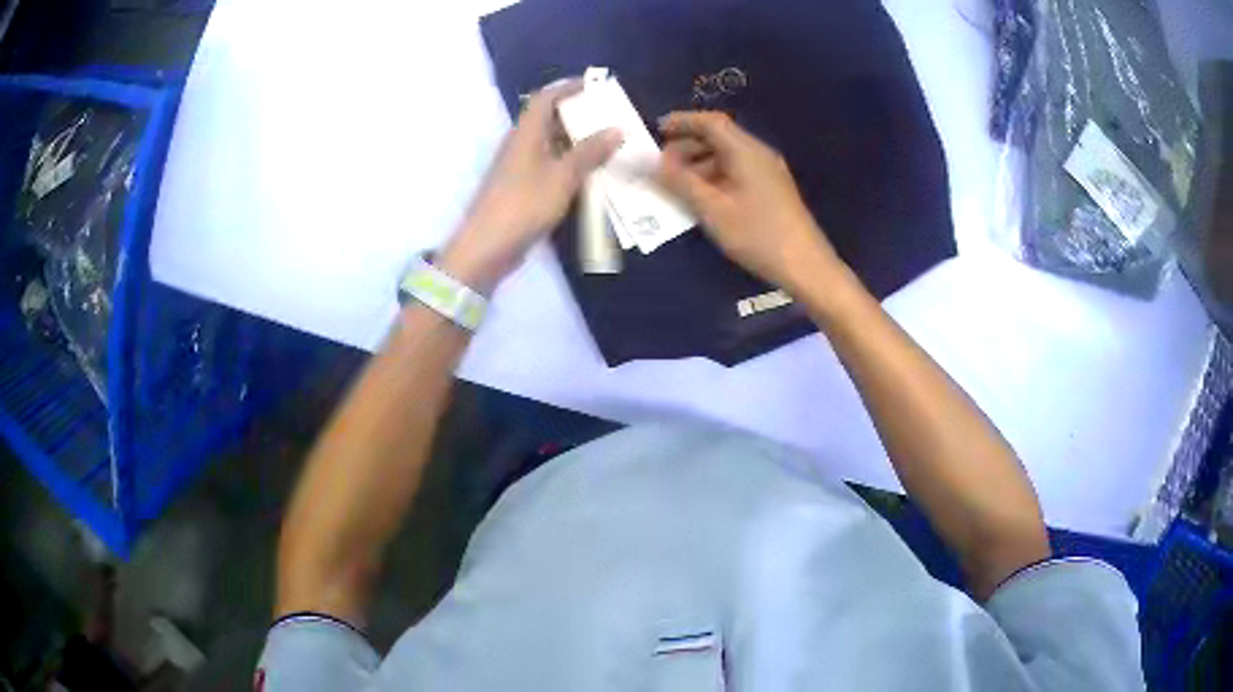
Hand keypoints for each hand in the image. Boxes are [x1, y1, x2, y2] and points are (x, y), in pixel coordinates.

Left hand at [441, 81, 621, 292]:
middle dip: (579, 115)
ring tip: (608, 144)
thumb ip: (590, 151)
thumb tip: (618, 128)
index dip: (568, 87)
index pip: (546, 98)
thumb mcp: (563, 176)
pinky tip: (590, 174)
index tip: (594, 86)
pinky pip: (549, 166)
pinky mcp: (521, 188)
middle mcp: (520, 144)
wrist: (488, 247)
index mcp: (526, 133)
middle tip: (610, 117)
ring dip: (576, 142)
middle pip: (549, 119)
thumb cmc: (524, 204)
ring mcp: (519, 167)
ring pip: (551, 144)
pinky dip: (569, 164)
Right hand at [657, 112, 842, 291]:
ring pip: (727, 157)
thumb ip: (679, 182)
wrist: (805, 266)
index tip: (656, 130)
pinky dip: (714, 177)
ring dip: (699, 164)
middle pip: (719, 138)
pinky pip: (736, 172)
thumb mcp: (712, 209)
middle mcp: (758, 154)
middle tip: (660, 164)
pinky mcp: (771, 190)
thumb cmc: (757, 234)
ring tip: (675, 184)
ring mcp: (767, 172)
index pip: (711, 122)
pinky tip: (701, 198)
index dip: (682, 121)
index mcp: (746, 151)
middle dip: (687, 146)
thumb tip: (650, 162)